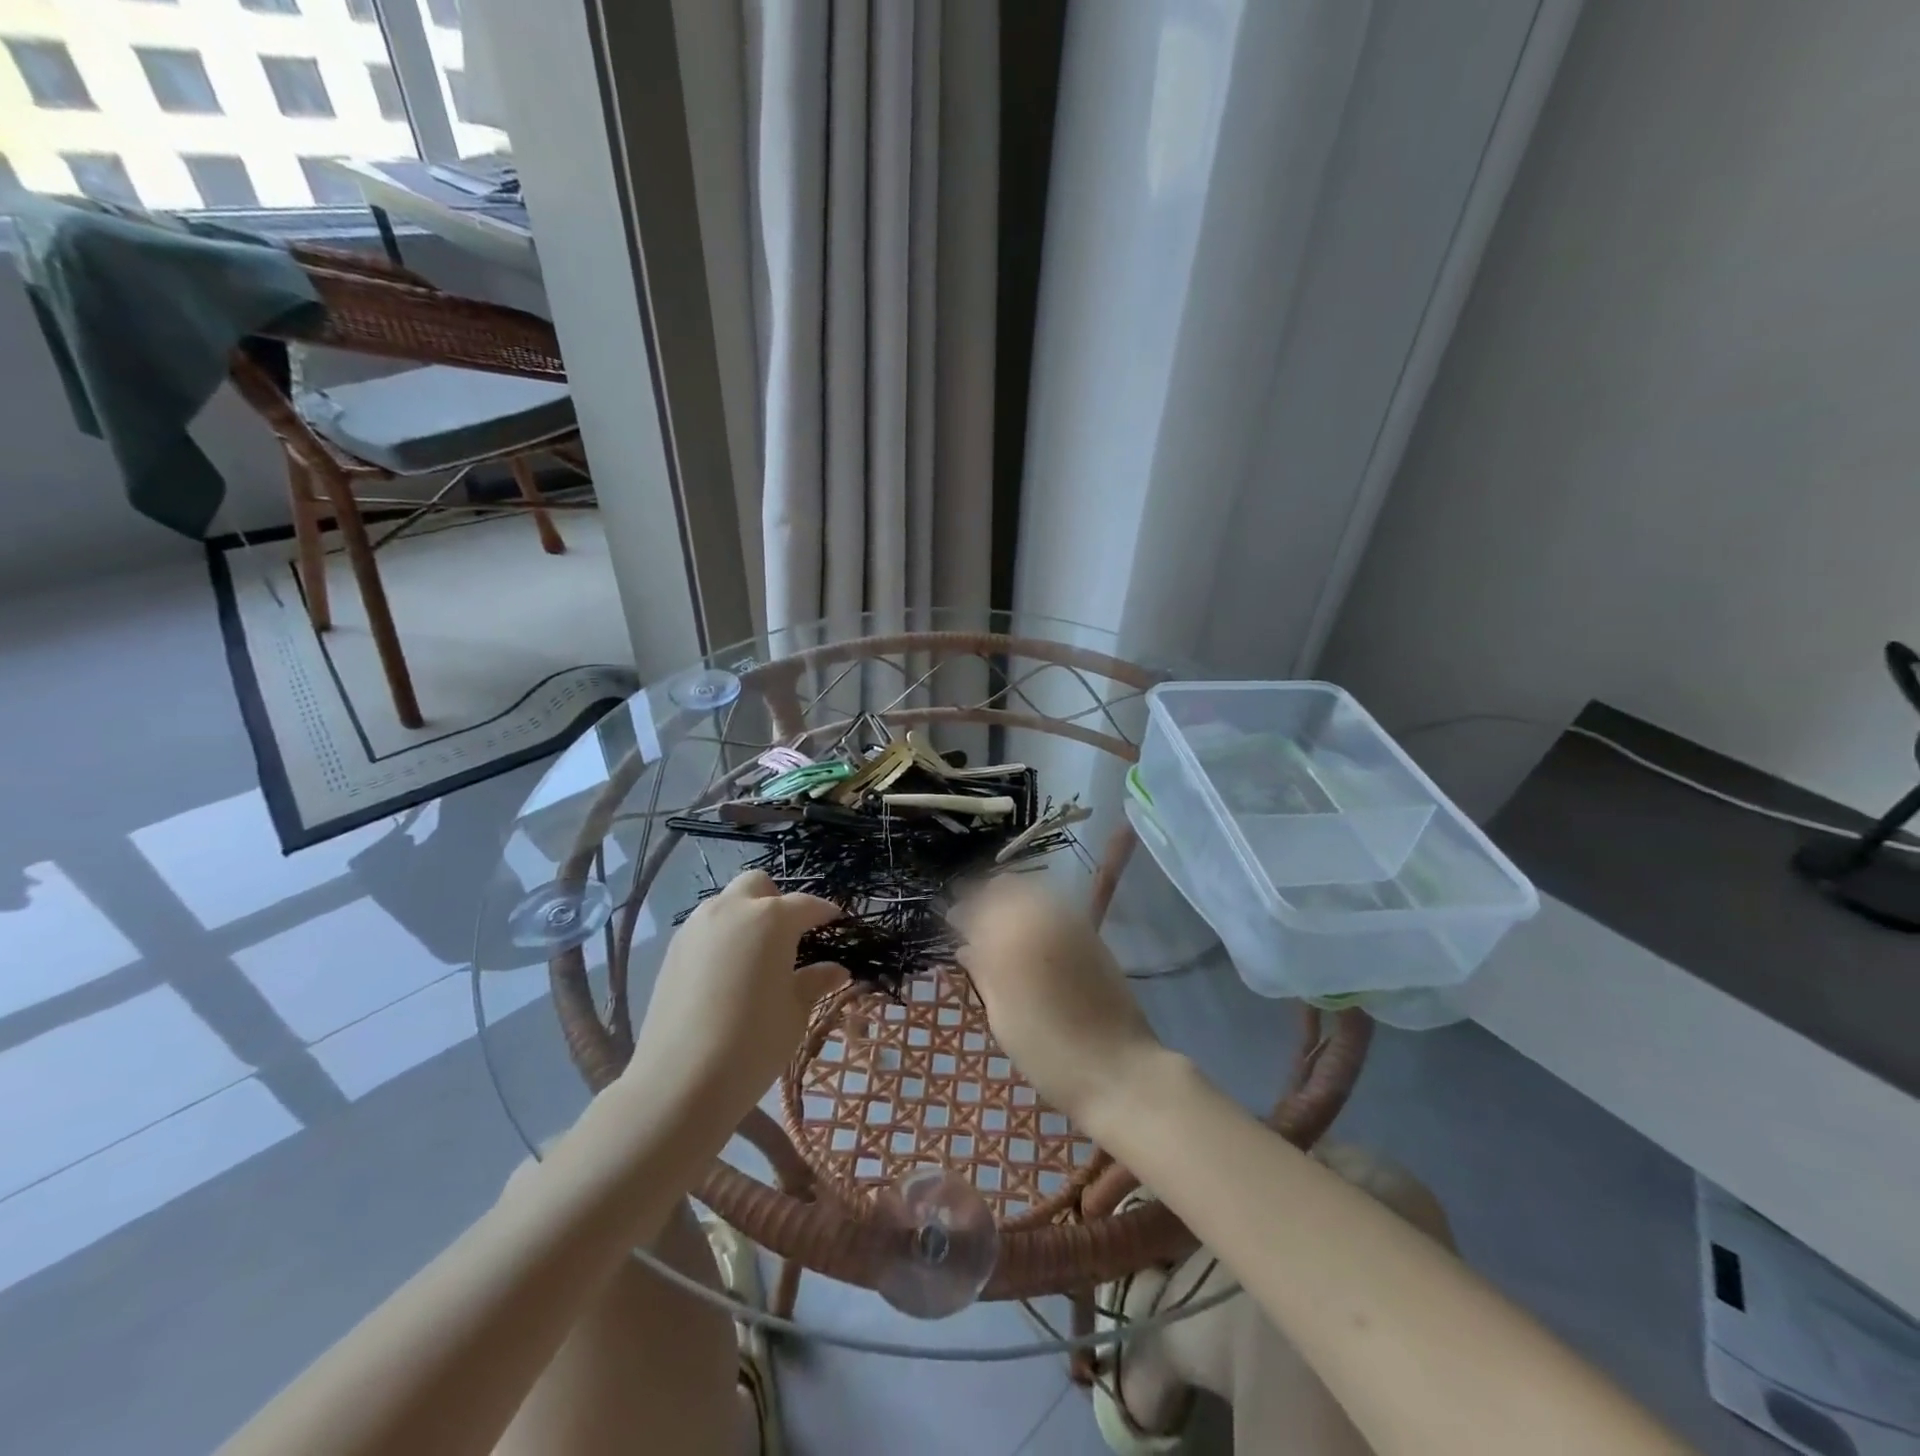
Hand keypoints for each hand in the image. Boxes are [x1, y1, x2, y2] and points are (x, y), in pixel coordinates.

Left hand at [626, 870, 848, 1124]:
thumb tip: (837, 970)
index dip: (825, 912)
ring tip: (757, 955)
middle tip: (790, 935)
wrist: (679, 1082)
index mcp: (771, 918)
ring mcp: (696, 927)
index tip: (837, 923)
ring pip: (727, 903)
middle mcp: (732, 910)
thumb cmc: (753, 1043)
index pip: (807, 905)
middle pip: (758, 886)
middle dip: (778, 901)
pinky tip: (728, 972)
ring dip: (746, 915)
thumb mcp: (795, 1012)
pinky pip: (705, 927)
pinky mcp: (672, 950)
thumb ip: (815, 982)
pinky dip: (723, 936)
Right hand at [951, 877, 1166, 1128]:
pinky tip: (1028, 936)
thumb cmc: (1047, 1051)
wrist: (1115, 1068)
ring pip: (1032, 891)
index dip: (961, 912)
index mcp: (1012, 937)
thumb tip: (965, 947)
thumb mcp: (1001, 1016)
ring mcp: (1071, 921)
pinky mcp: (1091, 933)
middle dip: (986, 899)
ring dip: (1011, 902)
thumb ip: (983, 972)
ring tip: (1000, 930)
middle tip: (974, 924)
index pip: (976, 906)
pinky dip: (1035, 911)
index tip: (951, 924)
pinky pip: (1054, 906)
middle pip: (1006, 887)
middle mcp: (1042, 916)